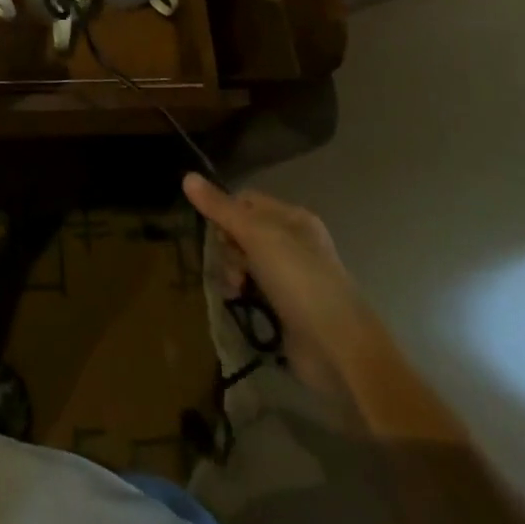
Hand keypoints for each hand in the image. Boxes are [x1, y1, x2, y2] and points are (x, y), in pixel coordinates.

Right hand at [183, 174, 369, 372]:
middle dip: (228, 246)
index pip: (245, 200)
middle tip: (232, 266)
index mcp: (292, 217)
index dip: (225, 212)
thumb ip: (220, 208)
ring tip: (235, 290)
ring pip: (245, 261)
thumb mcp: (256, 235)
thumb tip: (187, 176)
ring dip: (233, 271)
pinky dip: (243, 292)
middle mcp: (292, 242)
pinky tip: (239, 302)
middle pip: (242, 231)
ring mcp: (291, 276)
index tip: (218, 234)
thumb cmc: (298, 279)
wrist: (337, 347)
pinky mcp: (286, 307)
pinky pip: (254, 288)